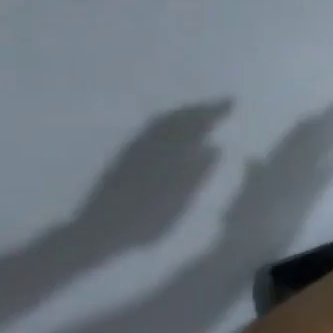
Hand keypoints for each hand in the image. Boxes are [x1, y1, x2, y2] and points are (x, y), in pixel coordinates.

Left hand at [68, 101, 230, 253]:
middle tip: (220, 104)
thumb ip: (198, 172)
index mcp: (170, 151)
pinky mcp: (124, 158)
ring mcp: (135, 149)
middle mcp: (152, 143)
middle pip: (177, 117)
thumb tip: (214, 147)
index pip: (196, 123)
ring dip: (182, 114)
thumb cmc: (148, 219)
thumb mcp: (181, 200)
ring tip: (199, 113)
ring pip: (162, 122)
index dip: (215, 111)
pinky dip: (167, 124)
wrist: (100, 231)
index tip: (233, 102)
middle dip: (200, 109)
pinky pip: (151, 131)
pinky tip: (172, 131)